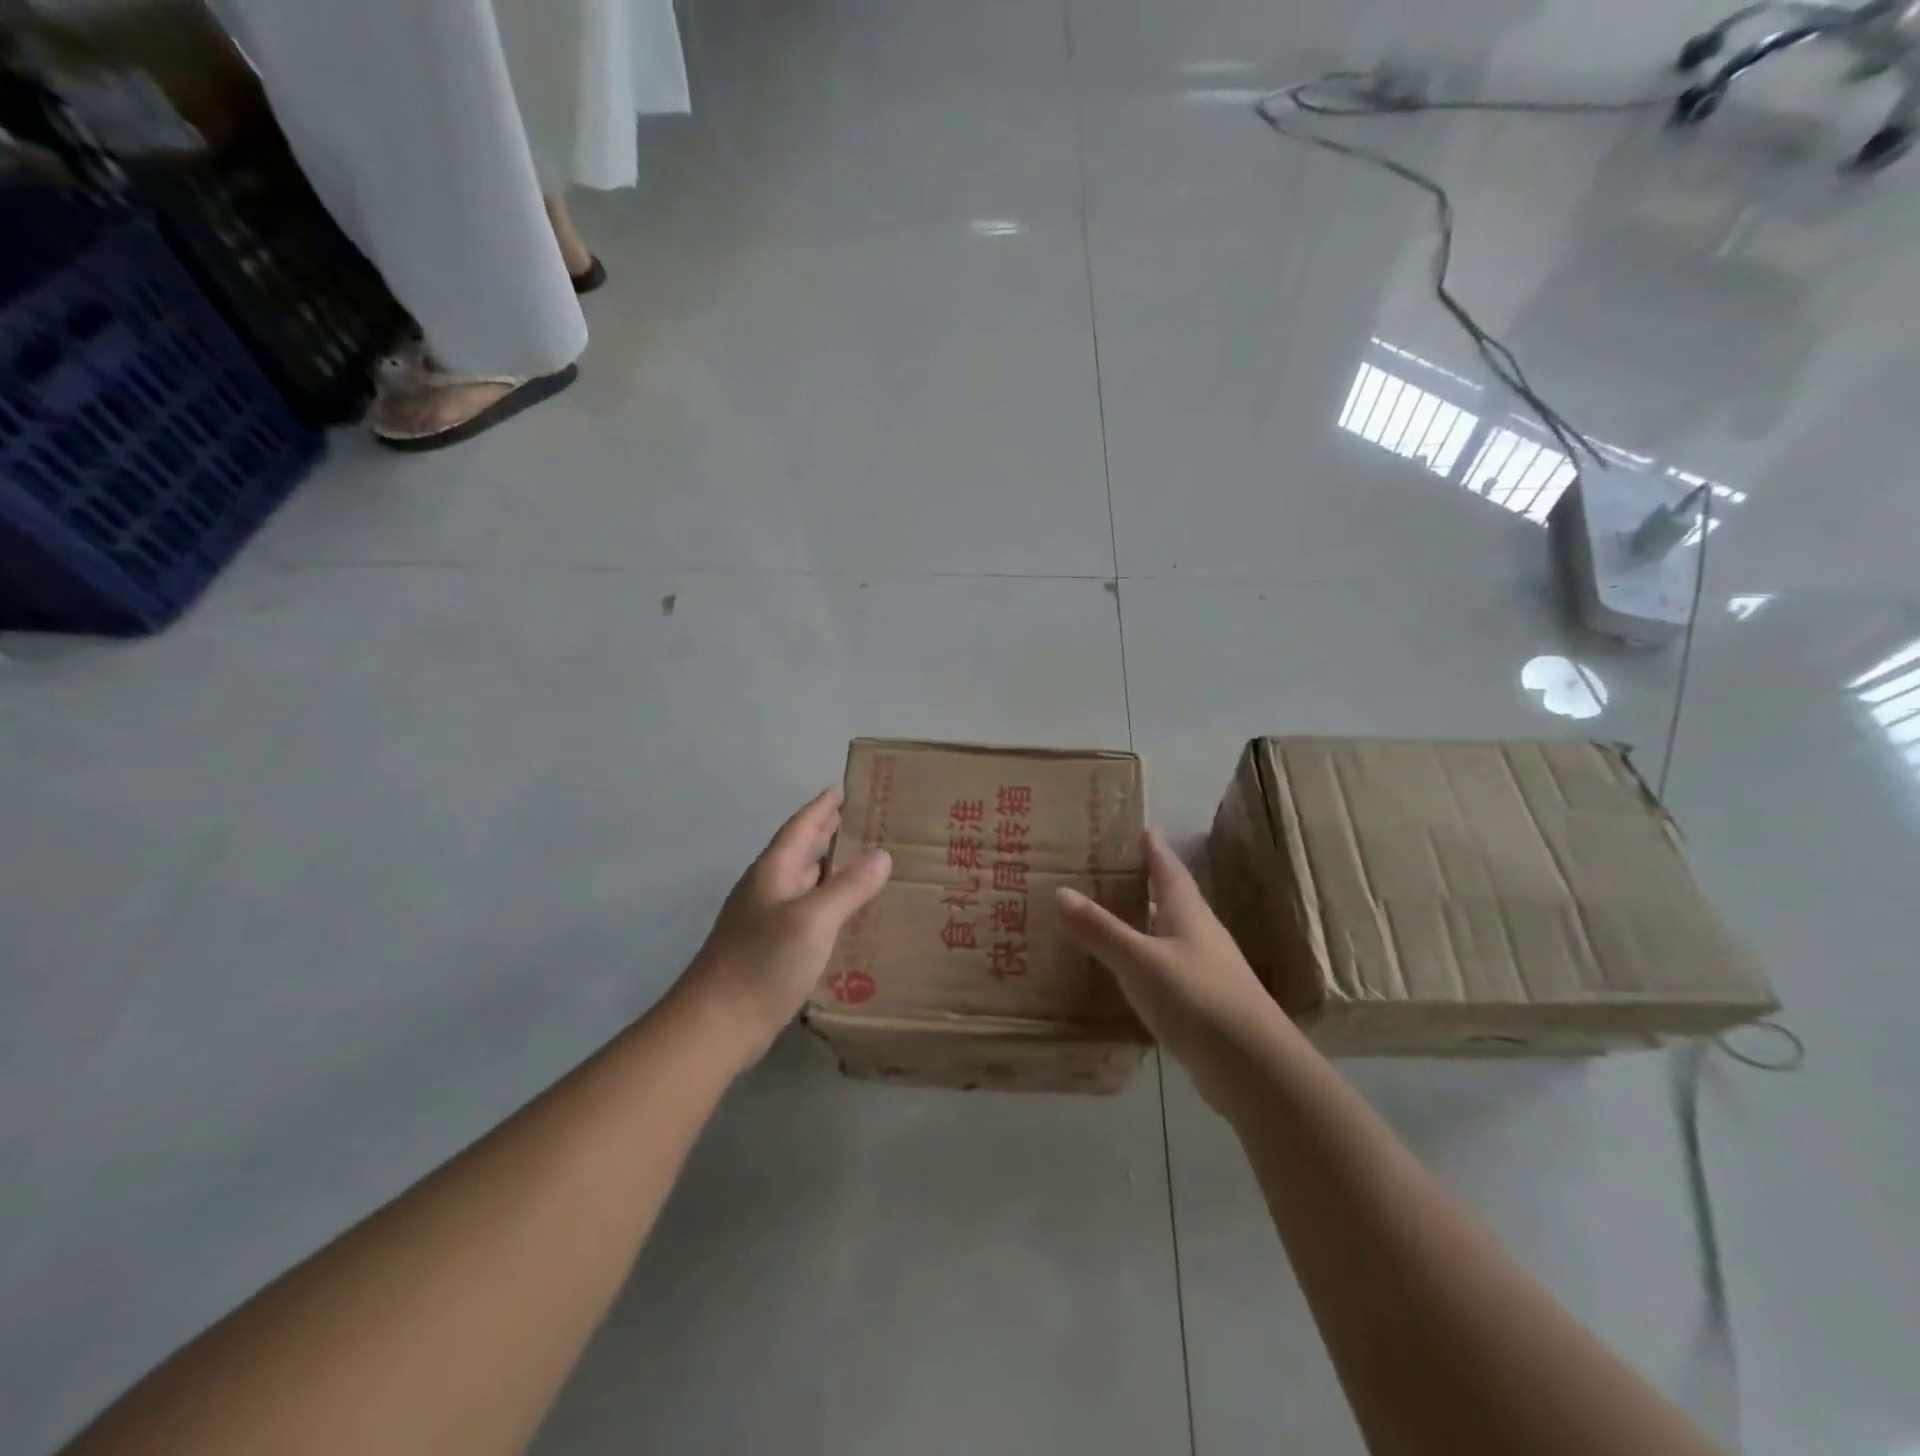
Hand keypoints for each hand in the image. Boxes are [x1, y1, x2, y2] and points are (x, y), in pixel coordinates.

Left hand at [676, 787, 891, 1071]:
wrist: (717, 1024)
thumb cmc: (763, 962)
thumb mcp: (813, 920)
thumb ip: (848, 887)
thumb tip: (882, 855)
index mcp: (774, 871)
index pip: (802, 826)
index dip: (823, 806)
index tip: (845, 787)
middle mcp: (768, 888)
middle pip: (803, 850)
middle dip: (831, 832)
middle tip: (868, 820)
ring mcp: (767, 919)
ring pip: (806, 881)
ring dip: (832, 867)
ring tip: (867, 860)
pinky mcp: (771, 948)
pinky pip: (807, 910)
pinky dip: (829, 900)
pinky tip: (849, 913)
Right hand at [1056, 830, 1292, 1112]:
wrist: (1252, 1067)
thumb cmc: (1196, 998)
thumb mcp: (1139, 960)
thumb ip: (1100, 929)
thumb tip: (1060, 892)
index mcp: (1188, 912)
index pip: (1168, 868)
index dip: (1153, 847)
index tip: (1137, 826)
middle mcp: (1199, 933)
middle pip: (1169, 897)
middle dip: (1142, 881)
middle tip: (1104, 868)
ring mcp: (1204, 969)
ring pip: (1166, 933)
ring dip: (1140, 921)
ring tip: (1104, 914)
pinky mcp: (1201, 1002)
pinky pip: (1164, 967)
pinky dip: (1142, 959)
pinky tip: (1122, 969)